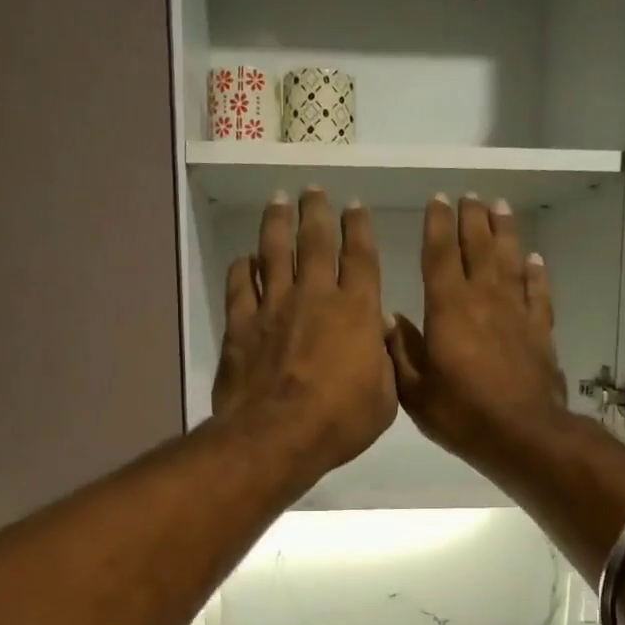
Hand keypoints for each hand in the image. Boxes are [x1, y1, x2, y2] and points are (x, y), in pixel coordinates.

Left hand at [213, 188, 398, 484]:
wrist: (277, 435)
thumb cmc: (340, 421)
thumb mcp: (385, 397)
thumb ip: (385, 360)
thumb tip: (379, 331)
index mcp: (357, 310)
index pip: (361, 256)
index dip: (358, 228)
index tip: (354, 206)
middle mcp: (315, 296)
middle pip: (316, 242)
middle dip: (316, 211)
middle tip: (313, 189)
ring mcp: (274, 306)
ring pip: (275, 252)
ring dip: (277, 223)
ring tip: (278, 200)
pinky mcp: (241, 324)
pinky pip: (240, 285)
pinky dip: (242, 268)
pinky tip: (244, 258)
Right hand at [389, 193, 568, 473]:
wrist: (522, 434)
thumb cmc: (461, 413)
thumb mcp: (415, 390)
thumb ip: (400, 351)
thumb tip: (387, 317)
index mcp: (448, 309)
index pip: (440, 256)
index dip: (437, 226)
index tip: (437, 201)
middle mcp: (483, 299)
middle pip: (478, 247)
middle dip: (472, 219)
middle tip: (469, 196)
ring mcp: (516, 312)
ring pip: (510, 260)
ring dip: (504, 232)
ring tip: (500, 208)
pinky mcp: (539, 330)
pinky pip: (537, 291)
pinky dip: (535, 272)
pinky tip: (534, 259)